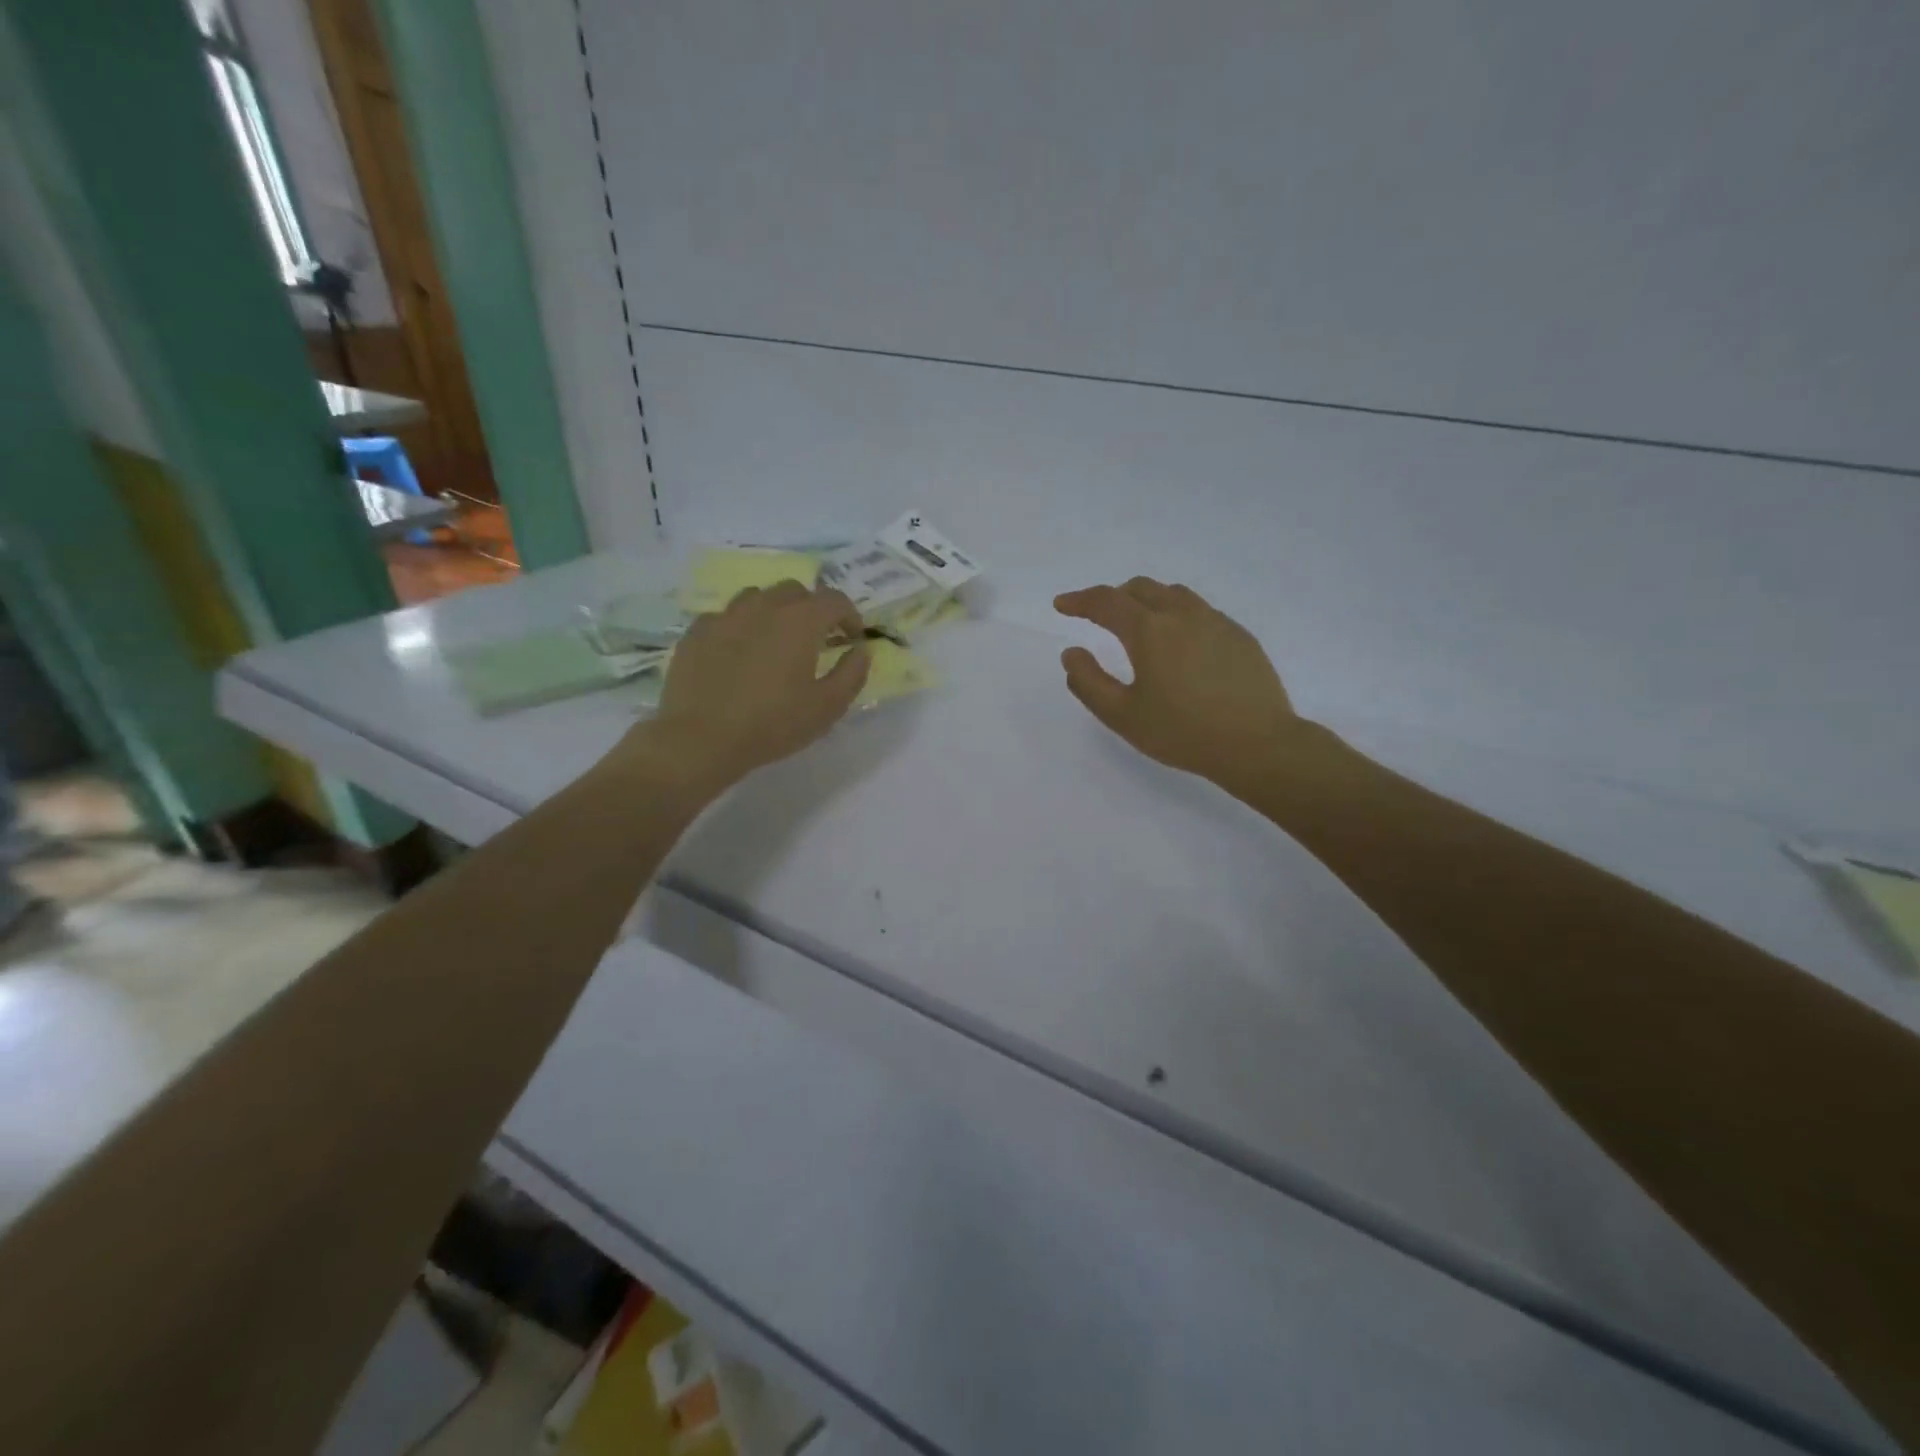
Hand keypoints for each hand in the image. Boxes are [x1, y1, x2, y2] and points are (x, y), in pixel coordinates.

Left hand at [646, 581, 869, 789]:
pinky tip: (739, 655)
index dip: (850, 616)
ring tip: (776, 642)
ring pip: (758, 597)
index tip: (852, 639)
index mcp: (800, 620)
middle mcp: (763, 606)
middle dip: (812, 609)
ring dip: (775, 612)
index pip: (835, 599)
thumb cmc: (772, 724)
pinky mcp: (697, 631)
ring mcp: (725, 615)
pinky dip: (740, 628)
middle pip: (795, 591)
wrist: (700, 739)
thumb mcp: (828, 707)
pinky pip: (726, 617)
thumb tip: (861, 650)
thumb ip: (852, 673)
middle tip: (816, 640)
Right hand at [1054, 578, 1301, 782]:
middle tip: (1099, 617)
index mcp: (1149, 630)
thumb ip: (1088, 682)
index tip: (1061, 604)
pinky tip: (1181, 646)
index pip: (1106, 601)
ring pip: (1174, 594)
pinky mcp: (1239, 636)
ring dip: (1148, 601)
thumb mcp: (1122, 716)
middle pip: (1140, 588)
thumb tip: (1072, 653)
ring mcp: (1216, 622)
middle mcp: (1182, 614)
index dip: (1079, 600)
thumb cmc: (1182, 732)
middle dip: (1113, 597)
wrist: (1257, 744)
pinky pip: (1201, 611)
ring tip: (1140, 625)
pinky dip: (1178, 616)